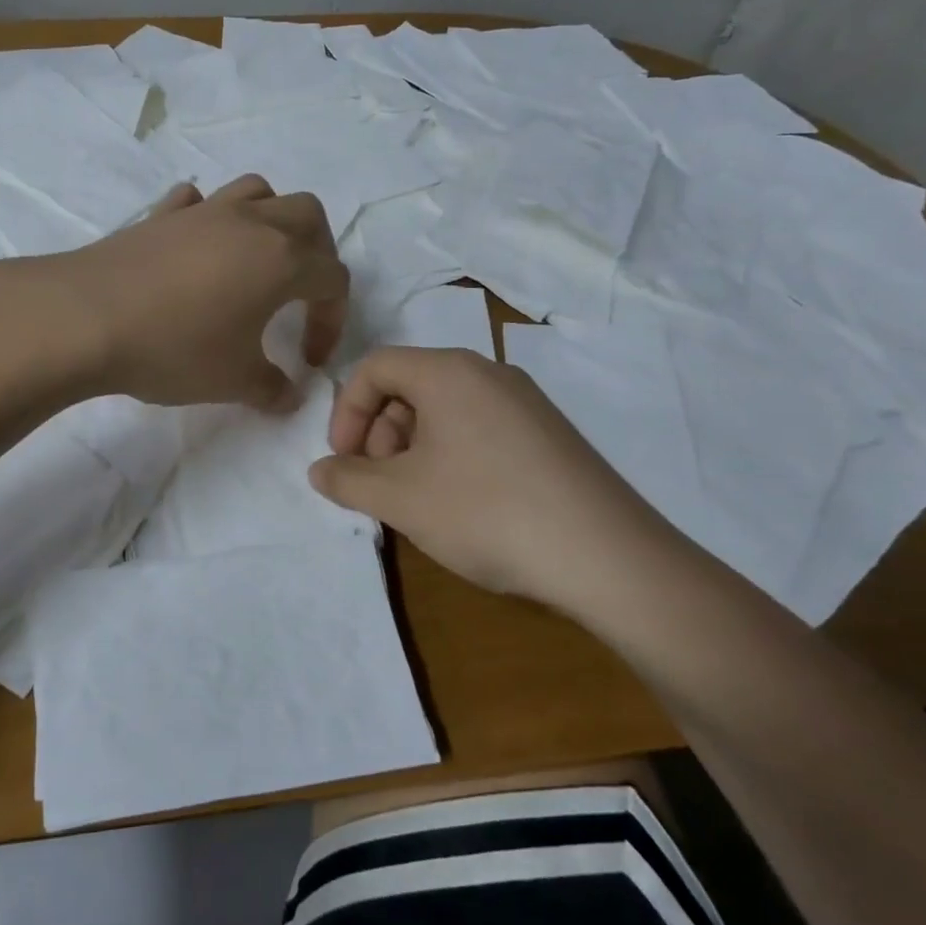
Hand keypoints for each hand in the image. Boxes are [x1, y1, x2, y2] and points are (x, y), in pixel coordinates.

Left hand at [32, 176, 350, 411]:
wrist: (85, 319)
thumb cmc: (174, 349)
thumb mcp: (233, 381)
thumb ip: (273, 388)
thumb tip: (290, 395)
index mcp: (281, 260)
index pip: (333, 279)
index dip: (332, 320)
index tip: (308, 358)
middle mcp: (250, 223)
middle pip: (308, 215)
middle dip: (318, 252)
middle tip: (301, 293)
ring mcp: (202, 212)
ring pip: (257, 191)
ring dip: (270, 219)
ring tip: (257, 260)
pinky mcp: (160, 215)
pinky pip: (197, 201)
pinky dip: (208, 217)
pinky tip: (197, 247)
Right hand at [308, 346, 683, 608]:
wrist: (606, 557)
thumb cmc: (485, 511)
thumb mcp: (400, 499)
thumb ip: (347, 480)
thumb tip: (319, 471)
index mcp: (448, 371)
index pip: (374, 367)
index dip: (345, 412)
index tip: (343, 461)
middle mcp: (488, 372)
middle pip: (409, 386)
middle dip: (379, 433)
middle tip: (381, 485)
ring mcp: (525, 402)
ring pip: (445, 409)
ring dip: (413, 448)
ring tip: (419, 501)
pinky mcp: (549, 434)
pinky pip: (480, 428)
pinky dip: (452, 455)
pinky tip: (463, 505)